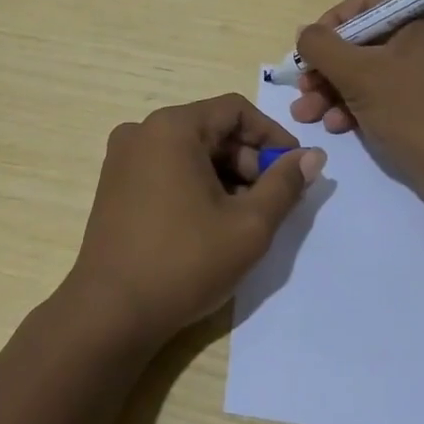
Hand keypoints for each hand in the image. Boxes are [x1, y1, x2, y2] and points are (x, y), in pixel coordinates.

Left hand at [66, 94, 325, 346]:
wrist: (110, 313)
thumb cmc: (184, 262)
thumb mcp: (249, 225)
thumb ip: (285, 184)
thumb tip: (313, 156)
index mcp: (172, 127)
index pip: (235, 110)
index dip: (271, 136)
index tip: (295, 170)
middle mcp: (142, 131)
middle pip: (211, 129)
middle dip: (247, 160)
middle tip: (270, 201)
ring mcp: (122, 158)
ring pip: (189, 151)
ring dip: (223, 175)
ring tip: (242, 218)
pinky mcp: (114, 185)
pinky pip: (166, 168)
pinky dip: (195, 184)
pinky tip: (209, 223)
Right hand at [291, 0, 423, 195]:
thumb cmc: (411, 110)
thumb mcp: (357, 74)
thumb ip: (321, 46)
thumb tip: (304, 34)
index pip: (366, 5)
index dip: (329, 26)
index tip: (306, 52)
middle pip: (365, 41)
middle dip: (327, 68)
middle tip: (303, 88)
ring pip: (371, 69)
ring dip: (334, 90)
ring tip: (307, 113)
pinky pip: (387, 90)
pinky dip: (358, 104)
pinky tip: (336, 125)